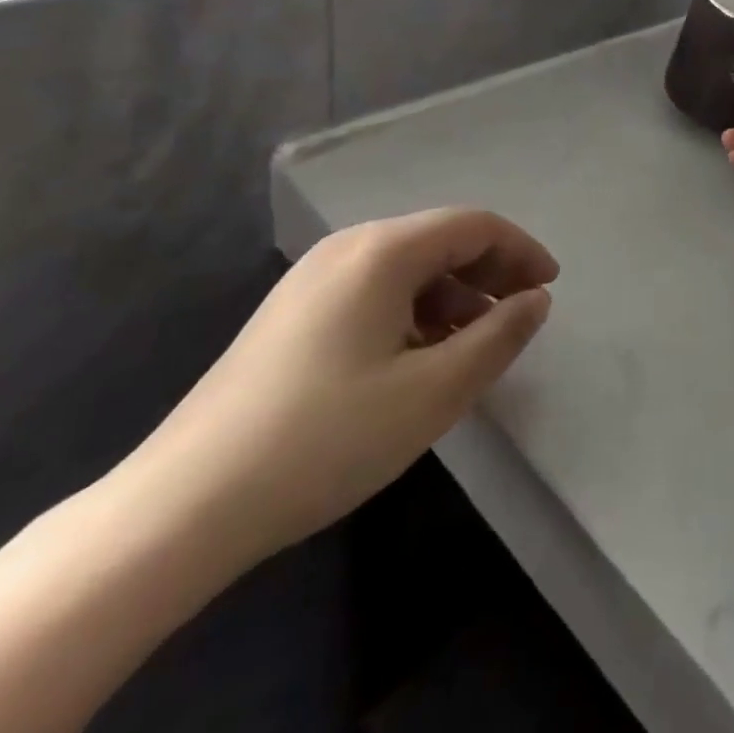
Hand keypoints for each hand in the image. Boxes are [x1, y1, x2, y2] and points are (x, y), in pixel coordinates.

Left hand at [115, 209, 557, 570]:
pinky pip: (373, 291)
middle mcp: (347, 248)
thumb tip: (536, 300)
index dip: (521, 250)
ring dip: (453, 294)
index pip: (474, 226)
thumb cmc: (326, 438)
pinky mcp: (291, 313)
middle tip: (520, 315)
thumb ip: (498, 337)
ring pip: (406, 267)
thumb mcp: (433, 392)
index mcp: (383, 251)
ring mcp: (312, 279)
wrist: (182, 506)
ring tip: (473, 344)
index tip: (550, 288)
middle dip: (490, 272)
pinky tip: (417, 358)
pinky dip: (413, 311)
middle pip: (440, 240)